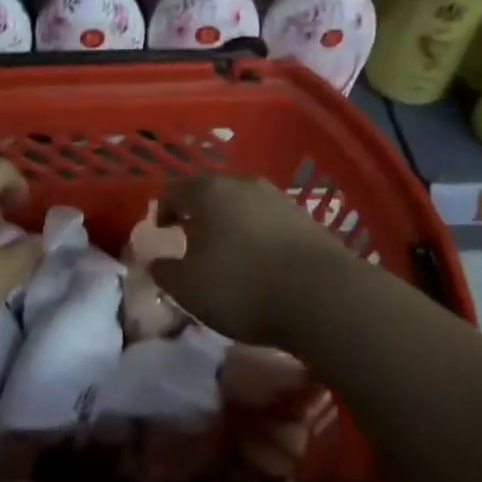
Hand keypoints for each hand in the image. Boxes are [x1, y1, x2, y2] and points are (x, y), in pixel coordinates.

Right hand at [149, 175, 351, 347]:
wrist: (324, 297)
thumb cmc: (243, 286)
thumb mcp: (190, 288)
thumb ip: (166, 272)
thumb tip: (157, 262)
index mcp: (208, 192)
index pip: (174, 190)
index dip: (164, 210)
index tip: (163, 232)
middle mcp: (241, 184)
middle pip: (210, 192)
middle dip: (198, 213)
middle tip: (192, 241)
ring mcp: (277, 198)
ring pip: (242, 204)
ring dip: (230, 223)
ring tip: (228, 253)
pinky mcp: (305, 219)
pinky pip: (268, 221)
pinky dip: (257, 235)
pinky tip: (262, 262)